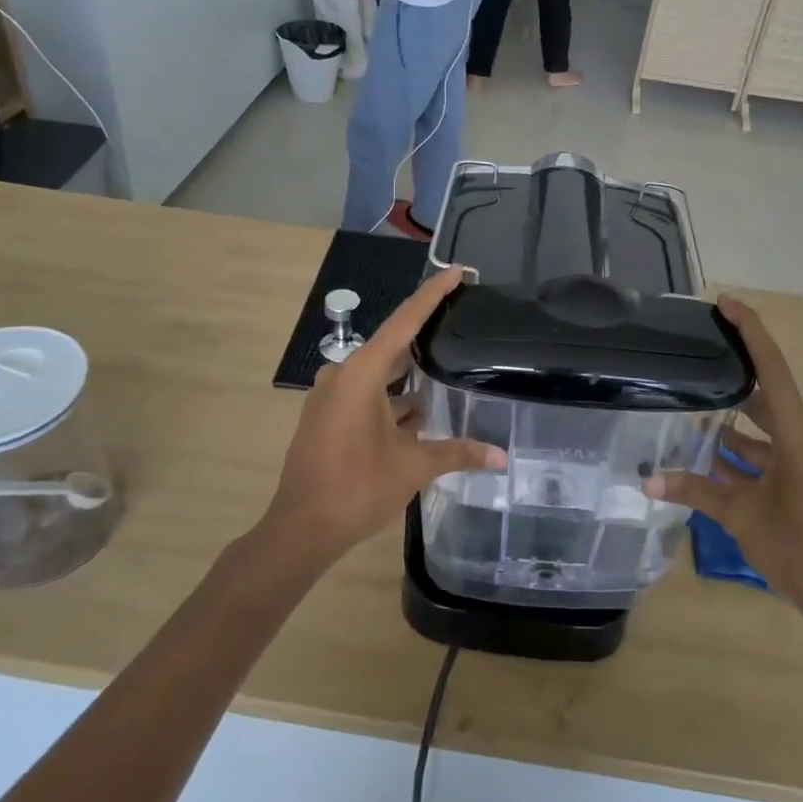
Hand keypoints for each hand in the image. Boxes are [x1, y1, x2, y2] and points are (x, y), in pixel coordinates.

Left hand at [266, 266, 505, 563]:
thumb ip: (458, 453)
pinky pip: (366, 394)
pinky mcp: (327, 419)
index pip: (404, 322)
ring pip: (378, 373)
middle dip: (424, 334)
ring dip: (408, 372)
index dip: (432, 294)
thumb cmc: (356, 488)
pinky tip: (420, 408)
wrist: (300, 529)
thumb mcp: (413, 467)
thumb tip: (502, 456)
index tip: (455, 271)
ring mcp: (331, 398)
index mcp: (360, 374)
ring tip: (446, 364)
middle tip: (459, 321)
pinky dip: (392, 396)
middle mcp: (342, 376)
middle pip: (390, 344)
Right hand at [646, 295, 802, 629]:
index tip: (726, 303)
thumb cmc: (799, 550)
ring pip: (768, 425)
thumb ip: (694, 491)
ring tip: (693, 410)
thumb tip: (646, 480)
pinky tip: (713, 457)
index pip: (773, 369)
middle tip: (700, 353)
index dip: (750, 331)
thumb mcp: (740, 517)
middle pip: (768, 393)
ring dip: (736, 422)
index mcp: (799, 435)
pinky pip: (775, 450)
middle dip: (735, 374)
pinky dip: (747, 451)